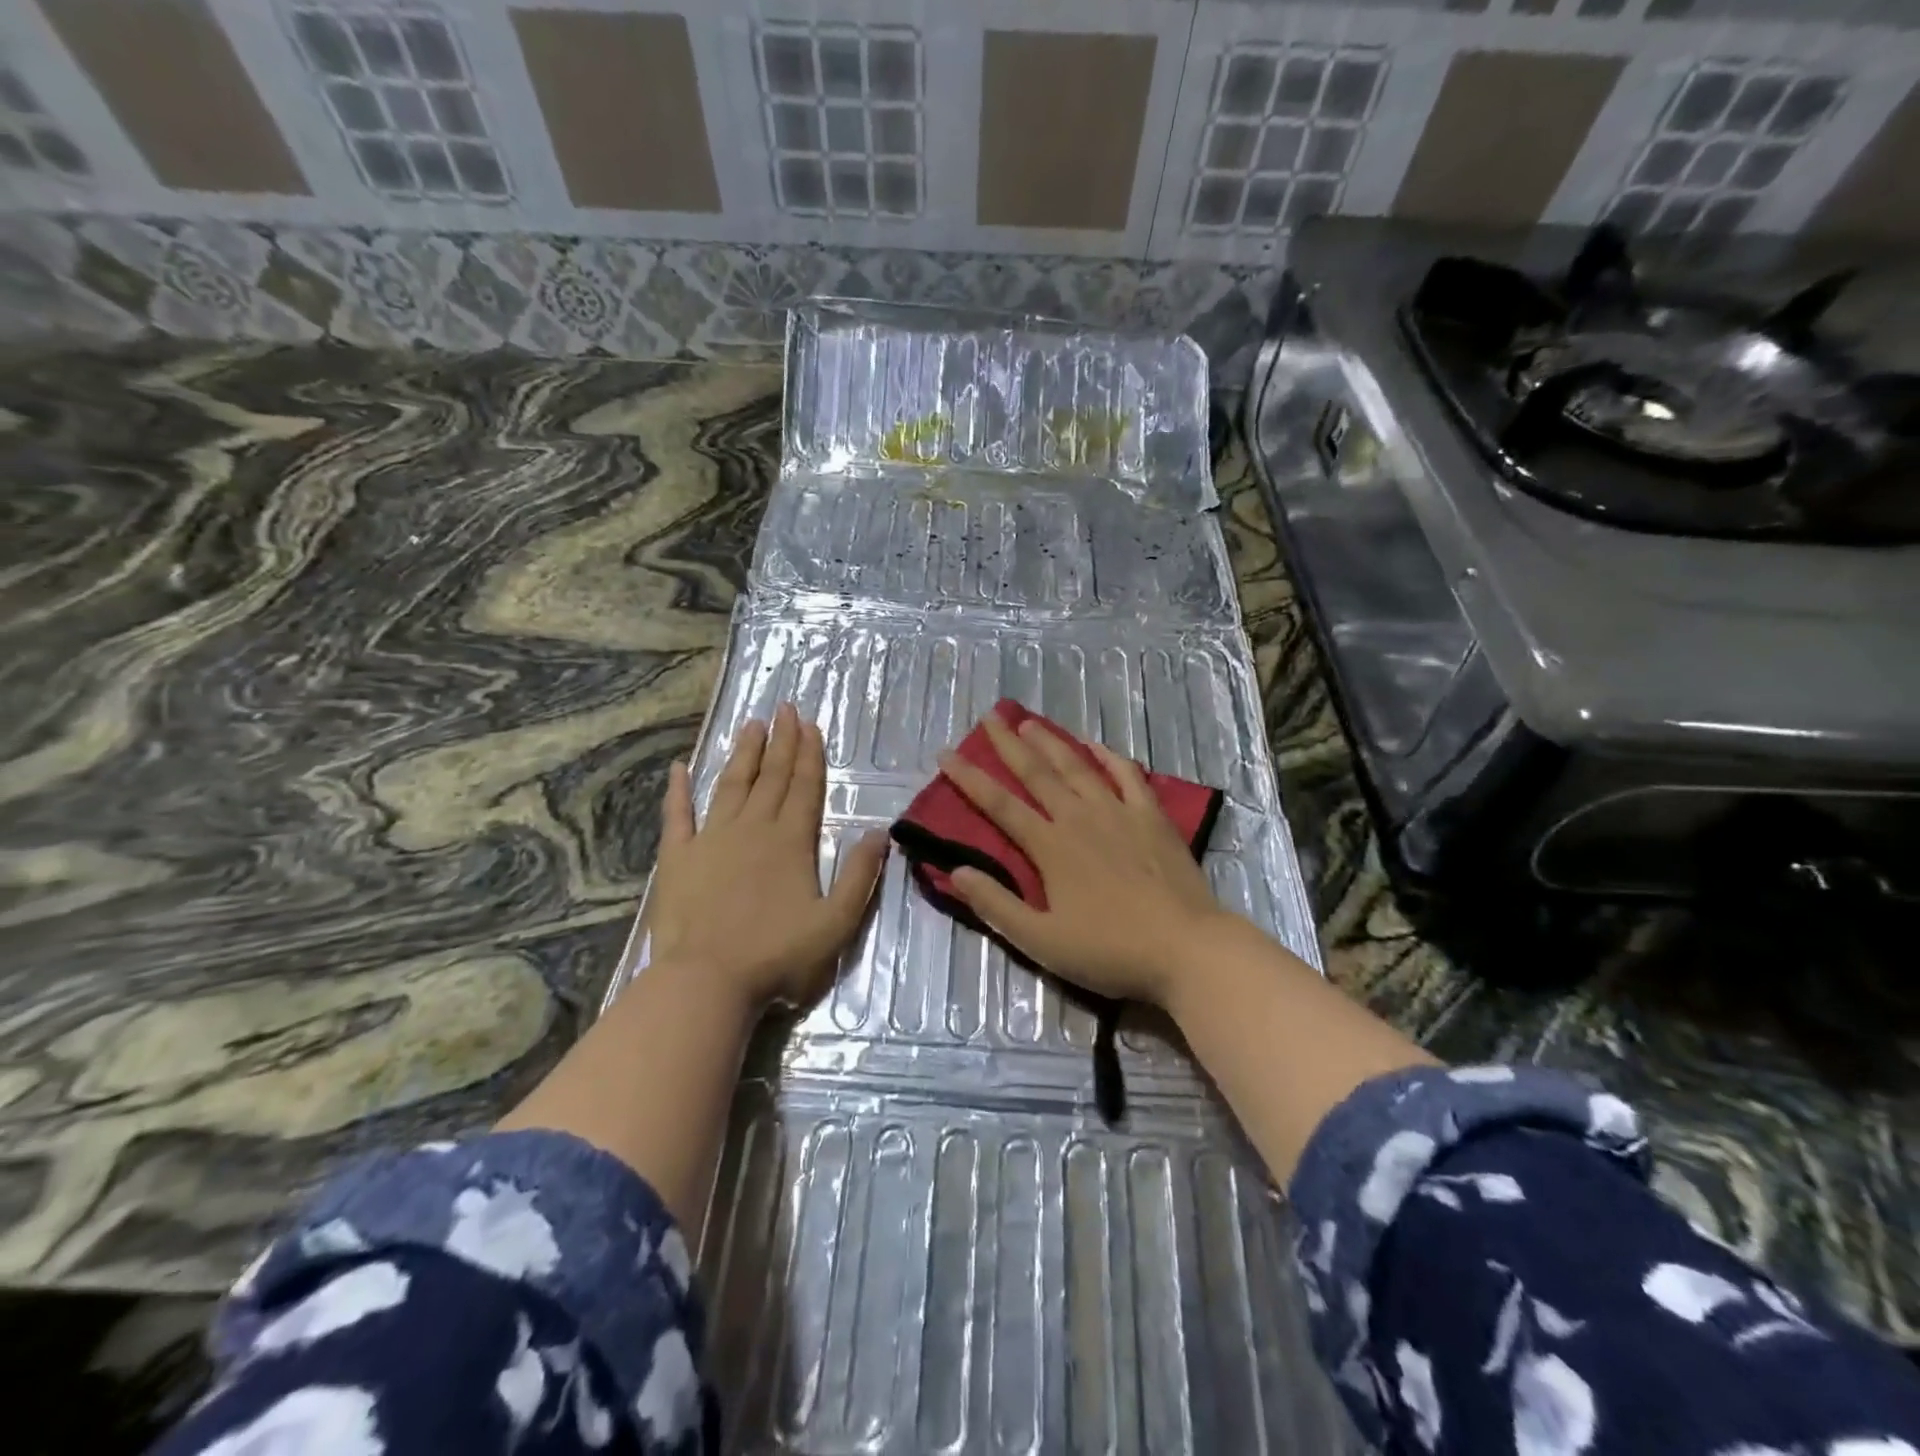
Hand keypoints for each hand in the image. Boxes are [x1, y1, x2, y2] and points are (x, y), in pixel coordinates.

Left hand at [644, 703, 888, 1010]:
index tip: (809, 724)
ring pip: (731, 785)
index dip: (809, 754)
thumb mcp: (836, 923)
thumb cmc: (777, 955)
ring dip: (743, 754)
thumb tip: (879, 833)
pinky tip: (678, 767)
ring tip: (750, 724)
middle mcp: (753, 829)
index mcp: (791, 841)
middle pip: (771, 777)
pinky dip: (677, 790)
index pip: (805, 787)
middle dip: (781, 741)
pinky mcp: (677, 857)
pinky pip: (677, 815)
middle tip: (784, 708)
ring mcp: (711, 839)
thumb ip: (860, 876)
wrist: (707, 981)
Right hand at [939, 712, 1230, 1010]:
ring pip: (1078, 766)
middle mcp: (1080, 817)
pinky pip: (1127, 775)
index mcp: (1050, 847)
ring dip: (1051, 741)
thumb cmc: (1110, 950)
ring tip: (1030, 722)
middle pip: (1037, 772)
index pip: (1000, 805)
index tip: (946, 754)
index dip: (969, 778)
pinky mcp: (1152, 816)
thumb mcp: (1042, 941)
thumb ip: (997, 905)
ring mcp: (1119, 812)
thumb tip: (956, 870)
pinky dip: (1108, 756)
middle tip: (989, 717)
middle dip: (1008, 743)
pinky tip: (1095, 744)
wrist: (1187, 948)